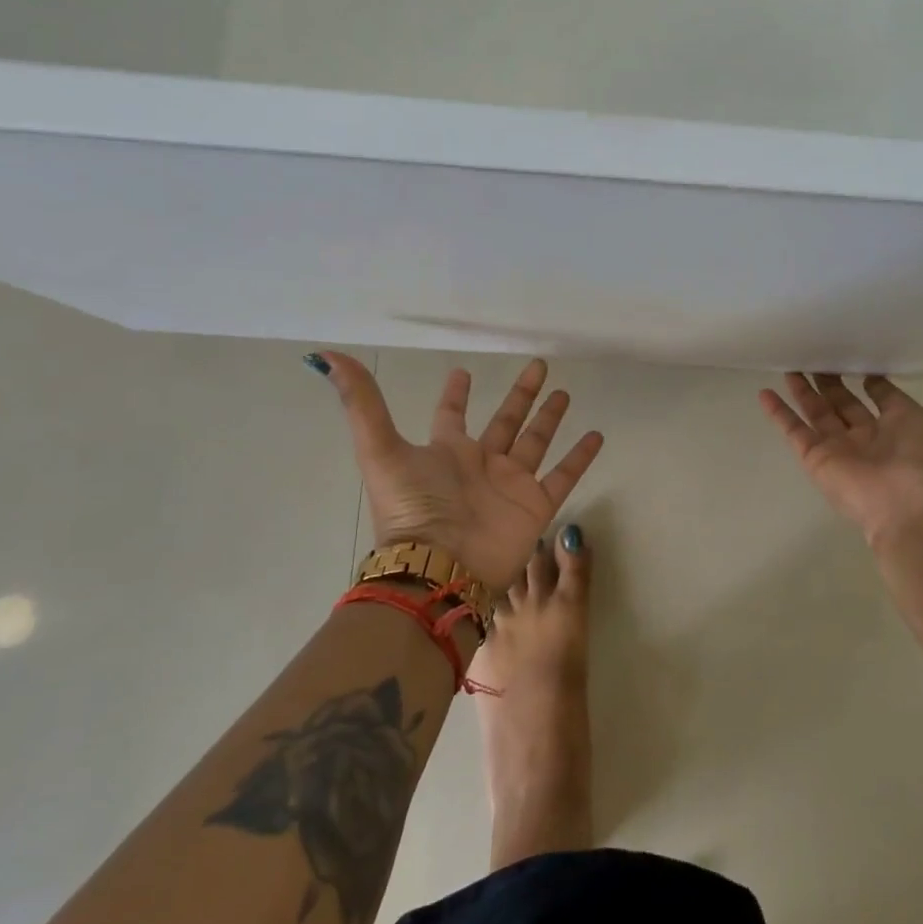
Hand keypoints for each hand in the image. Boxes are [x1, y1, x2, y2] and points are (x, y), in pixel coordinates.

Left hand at [313, 352, 604, 588]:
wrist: (440, 567)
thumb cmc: (412, 508)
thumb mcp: (380, 450)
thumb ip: (360, 404)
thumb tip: (324, 356)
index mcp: (446, 452)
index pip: (452, 415)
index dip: (456, 394)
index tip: (463, 372)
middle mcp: (480, 464)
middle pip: (505, 421)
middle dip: (520, 395)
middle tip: (538, 366)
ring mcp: (510, 484)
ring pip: (536, 442)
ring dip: (550, 419)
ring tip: (566, 393)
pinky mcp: (535, 505)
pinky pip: (562, 476)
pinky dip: (580, 458)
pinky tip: (597, 435)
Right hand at [758, 360, 922, 546]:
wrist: (919, 507)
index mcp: (905, 426)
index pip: (884, 397)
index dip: (875, 380)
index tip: (864, 359)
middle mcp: (872, 436)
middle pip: (846, 403)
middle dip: (833, 381)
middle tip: (819, 354)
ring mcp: (842, 448)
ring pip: (818, 413)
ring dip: (804, 391)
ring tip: (790, 364)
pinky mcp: (817, 458)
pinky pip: (793, 431)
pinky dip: (778, 413)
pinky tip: (763, 392)